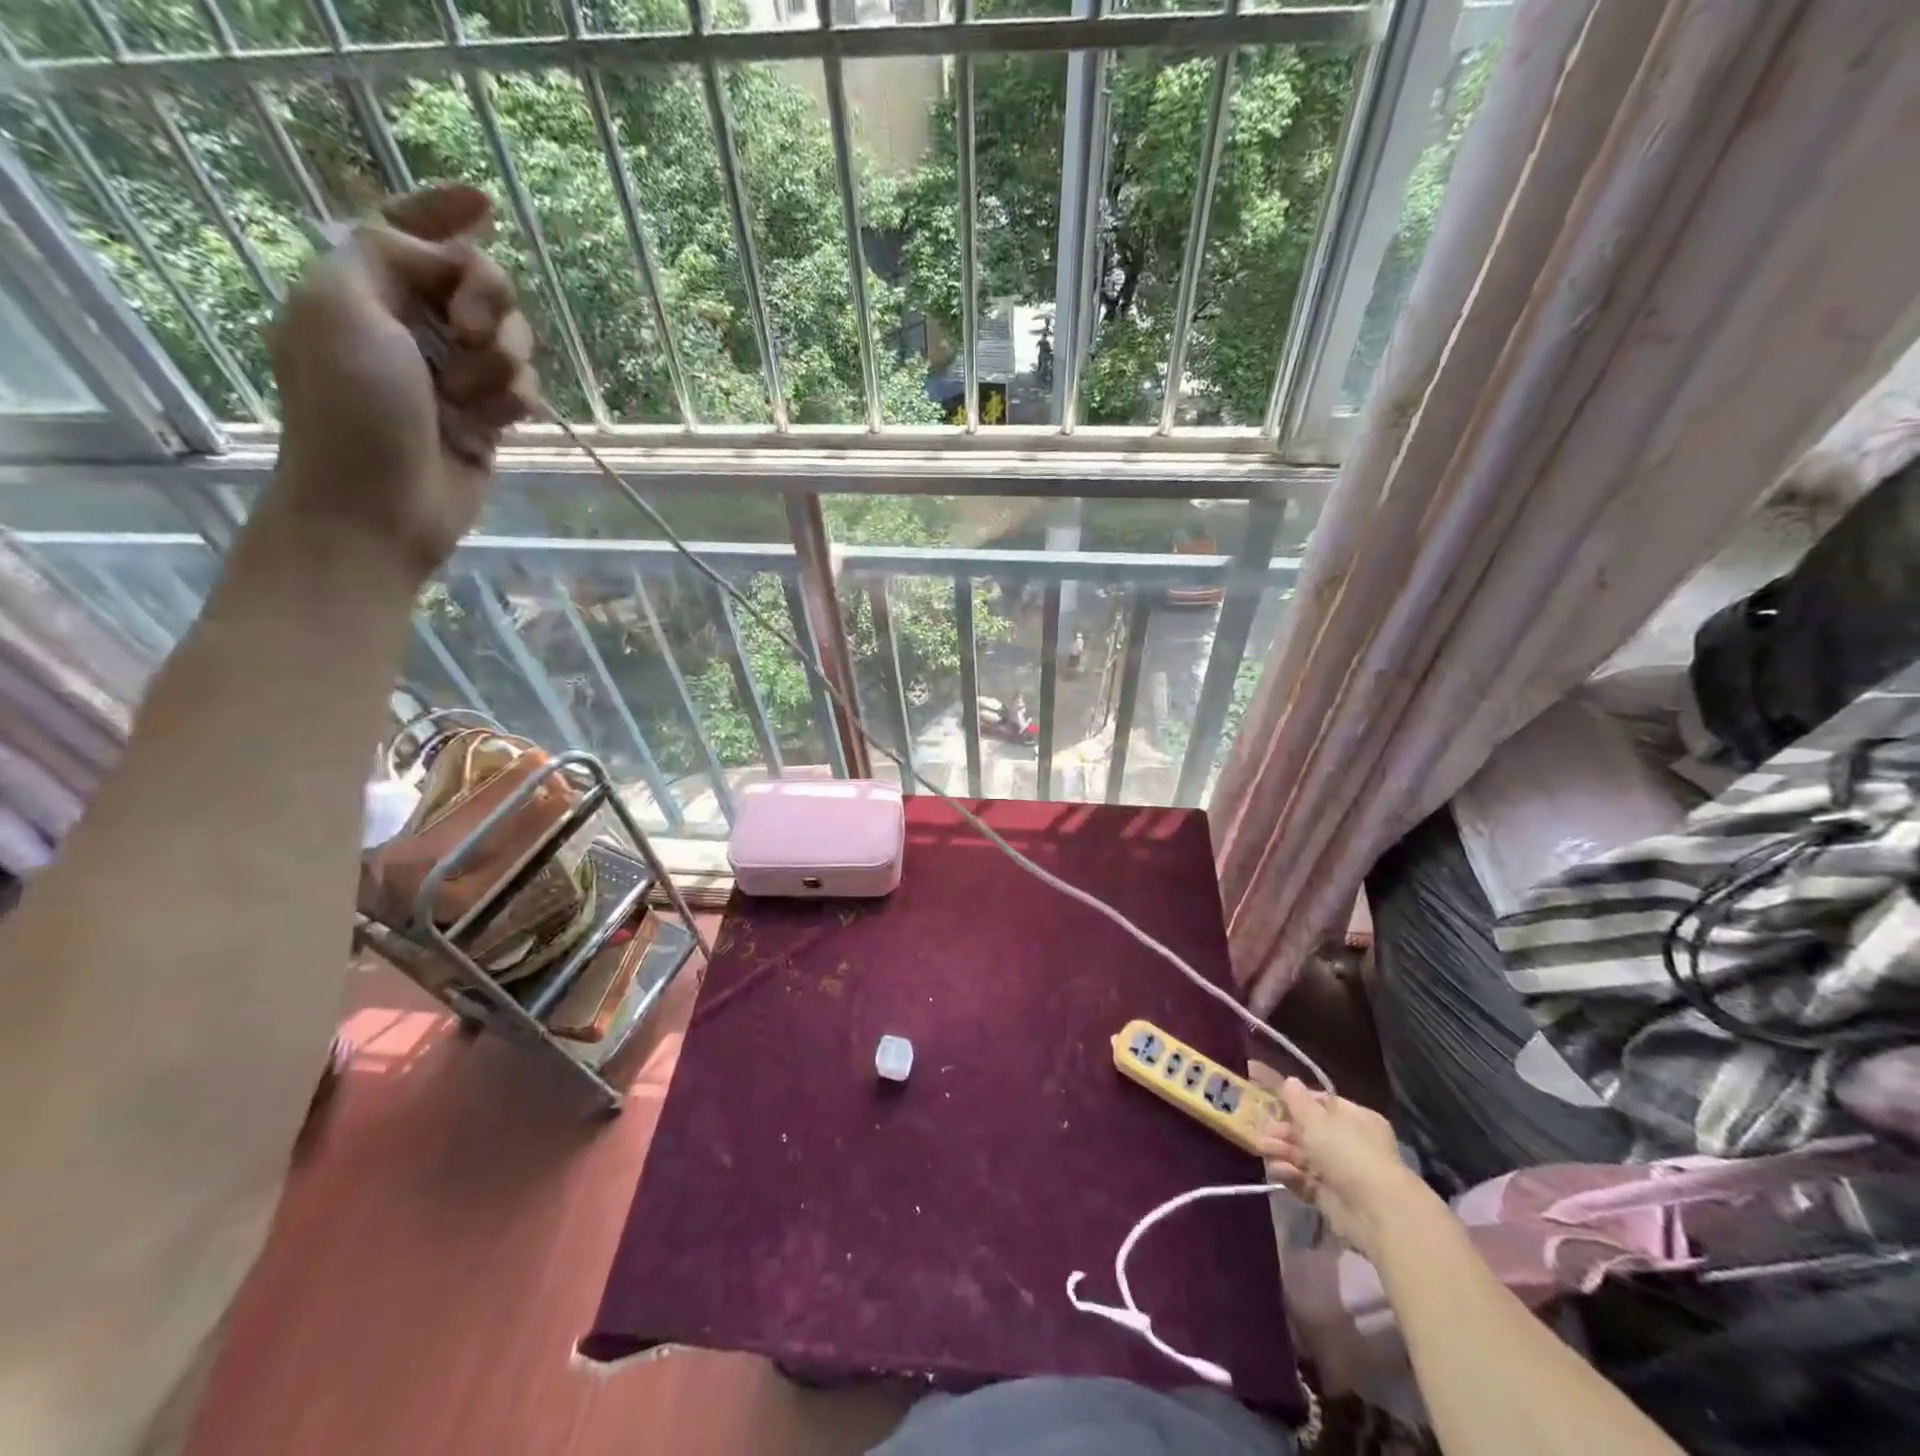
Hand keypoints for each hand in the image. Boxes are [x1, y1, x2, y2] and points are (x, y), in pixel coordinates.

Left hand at [265, 185, 536, 579]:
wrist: (380, 506)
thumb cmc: (350, 409)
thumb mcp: (341, 306)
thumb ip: (390, 256)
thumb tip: (447, 260)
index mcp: (363, 288)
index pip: (409, 231)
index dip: (446, 212)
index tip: (487, 204)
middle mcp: (413, 326)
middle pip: (481, 283)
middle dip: (489, 302)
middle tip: (468, 331)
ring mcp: (454, 375)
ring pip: (514, 340)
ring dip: (501, 365)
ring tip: (468, 401)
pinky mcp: (488, 418)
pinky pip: (525, 388)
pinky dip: (514, 403)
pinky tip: (489, 428)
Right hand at [1252, 1070, 1421, 1261]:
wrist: (1374, 1210)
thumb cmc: (1347, 1151)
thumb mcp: (1316, 1118)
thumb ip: (1297, 1100)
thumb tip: (1289, 1081)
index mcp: (1355, 1117)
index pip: (1320, 1102)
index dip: (1294, 1099)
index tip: (1268, 1095)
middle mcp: (1350, 1143)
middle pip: (1309, 1131)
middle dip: (1284, 1129)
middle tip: (1263, 1128)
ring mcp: (1341, 1172)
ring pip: (1304, 1156)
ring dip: (1283, 1150)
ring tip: (1263, 1148)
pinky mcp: (1332, 1198)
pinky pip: (1306, 1181)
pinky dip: (1291, 1174)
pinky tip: (1278, 1169)